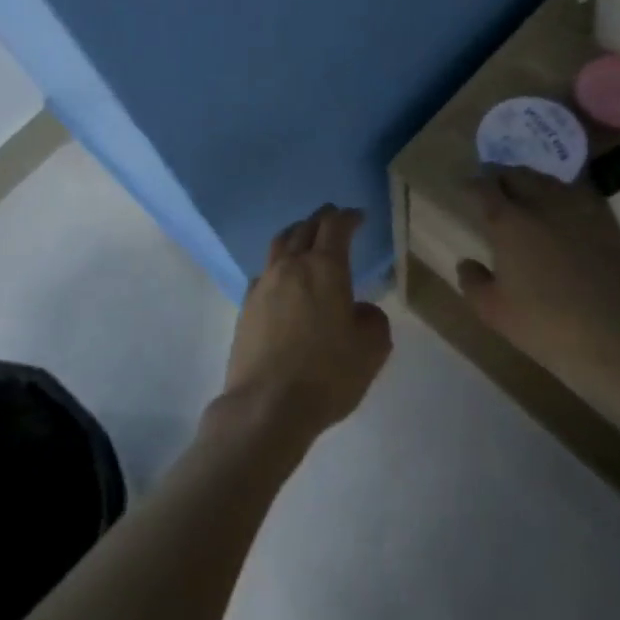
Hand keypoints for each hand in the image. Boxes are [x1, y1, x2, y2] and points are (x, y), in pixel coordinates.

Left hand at [218, 205, 392, 445]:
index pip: (336, 228)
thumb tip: (361, 310)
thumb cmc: (327, 375)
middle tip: (333, 217)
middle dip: (321, 219)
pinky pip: (265, 271)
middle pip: (304, 229)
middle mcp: (291, 267)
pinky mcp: (246, 305)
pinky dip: (278, 264)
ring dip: (296, 234)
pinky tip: (283, 278)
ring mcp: (263, 284)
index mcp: (325, 269)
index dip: (348, 218)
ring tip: (305, 236)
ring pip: (279, 244)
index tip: (358, 216)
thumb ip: (373, 321)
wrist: (268, 403)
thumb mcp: (371, 351)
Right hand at [454, 171, 619, 398]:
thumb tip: (467, 263)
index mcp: (509, 222)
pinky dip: (561, 195)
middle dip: (501, 176)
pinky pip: (578, 197)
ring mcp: (581, 213)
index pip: (484, 188)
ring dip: (532, 181)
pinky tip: (560, 210)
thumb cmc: (548, 325)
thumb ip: (474, 283)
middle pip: (519, 175)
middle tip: (491, 186)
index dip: (471, 185)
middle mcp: (543, 206)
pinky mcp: (610, 227)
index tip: (463, 188)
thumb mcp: (495, 312)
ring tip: (523, 192)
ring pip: (550, 181)